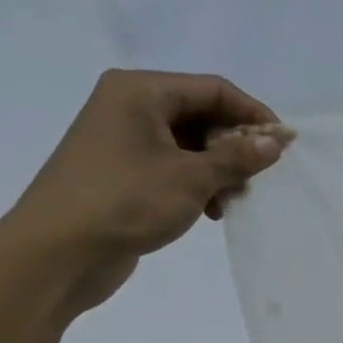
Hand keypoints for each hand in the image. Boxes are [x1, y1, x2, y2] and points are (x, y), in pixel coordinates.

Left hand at [0, 69, 291, 313]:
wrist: (58, 252)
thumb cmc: (126, 201)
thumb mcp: (192, 177)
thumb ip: (237, 157)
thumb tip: (274, 142)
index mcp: (140, 92)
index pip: (213, 89)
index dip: (253, 114)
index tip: (284, 145)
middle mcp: (129, 106)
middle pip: (201, 114)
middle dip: (234, 145)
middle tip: (257, 178)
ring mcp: (122, 139)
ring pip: (189, 143)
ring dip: (219, 169)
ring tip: (232, 200)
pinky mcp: (121, 172)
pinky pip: (172, 165)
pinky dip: (197, 183)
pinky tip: (210, 211)